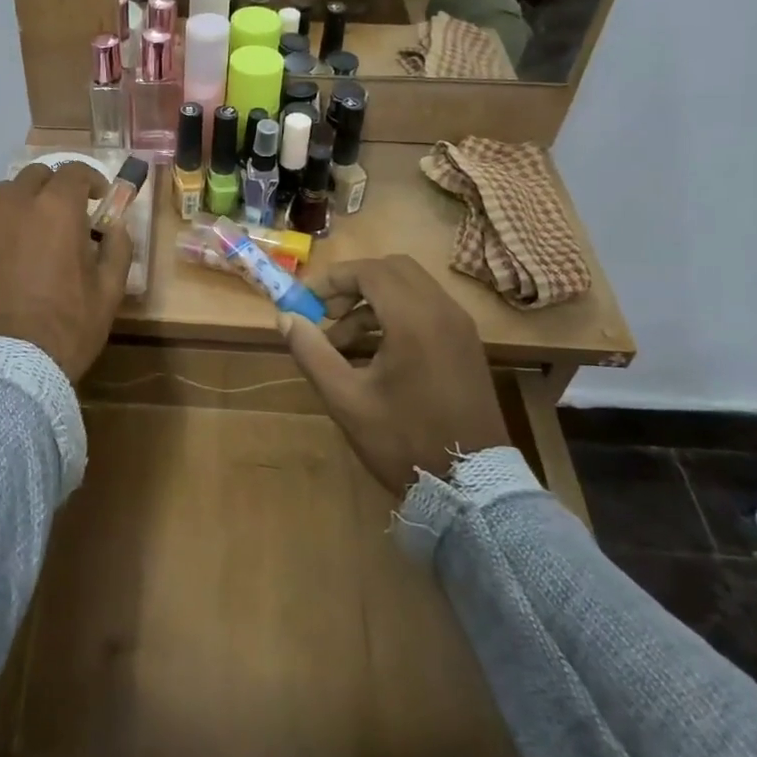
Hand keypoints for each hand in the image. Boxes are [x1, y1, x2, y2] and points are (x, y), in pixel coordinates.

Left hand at [0, 162, 134, 381]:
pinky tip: (2, 260)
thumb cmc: (68, 327)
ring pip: (2, 197)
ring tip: (29, 235)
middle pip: (35, 176)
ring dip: (21, 205)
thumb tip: (115, 226)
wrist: (9, 367)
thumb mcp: (109, 290)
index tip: (98, 199)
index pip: (74, 171)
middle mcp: (14, 205)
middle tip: (64, 216)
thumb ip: (118, 247)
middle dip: (54, 189)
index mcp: (56, 209)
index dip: (91, 180)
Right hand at [278, 256, 511, 495]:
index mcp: (414, 319)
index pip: (369, 271)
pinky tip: (373, 354)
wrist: (472, 487)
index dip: (331, 279)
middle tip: (324, 313)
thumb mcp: (346, 399)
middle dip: (353, 284)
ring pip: (410, 288)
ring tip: (341, 343)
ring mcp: (459, 327)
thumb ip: (312, 352)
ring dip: (372, 302)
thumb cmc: (404, 440)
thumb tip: (285, 317)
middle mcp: (442, 311)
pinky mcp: (466, 344)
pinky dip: (395, 315)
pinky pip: (426, 309)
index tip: (304, 300)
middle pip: (392, 269)